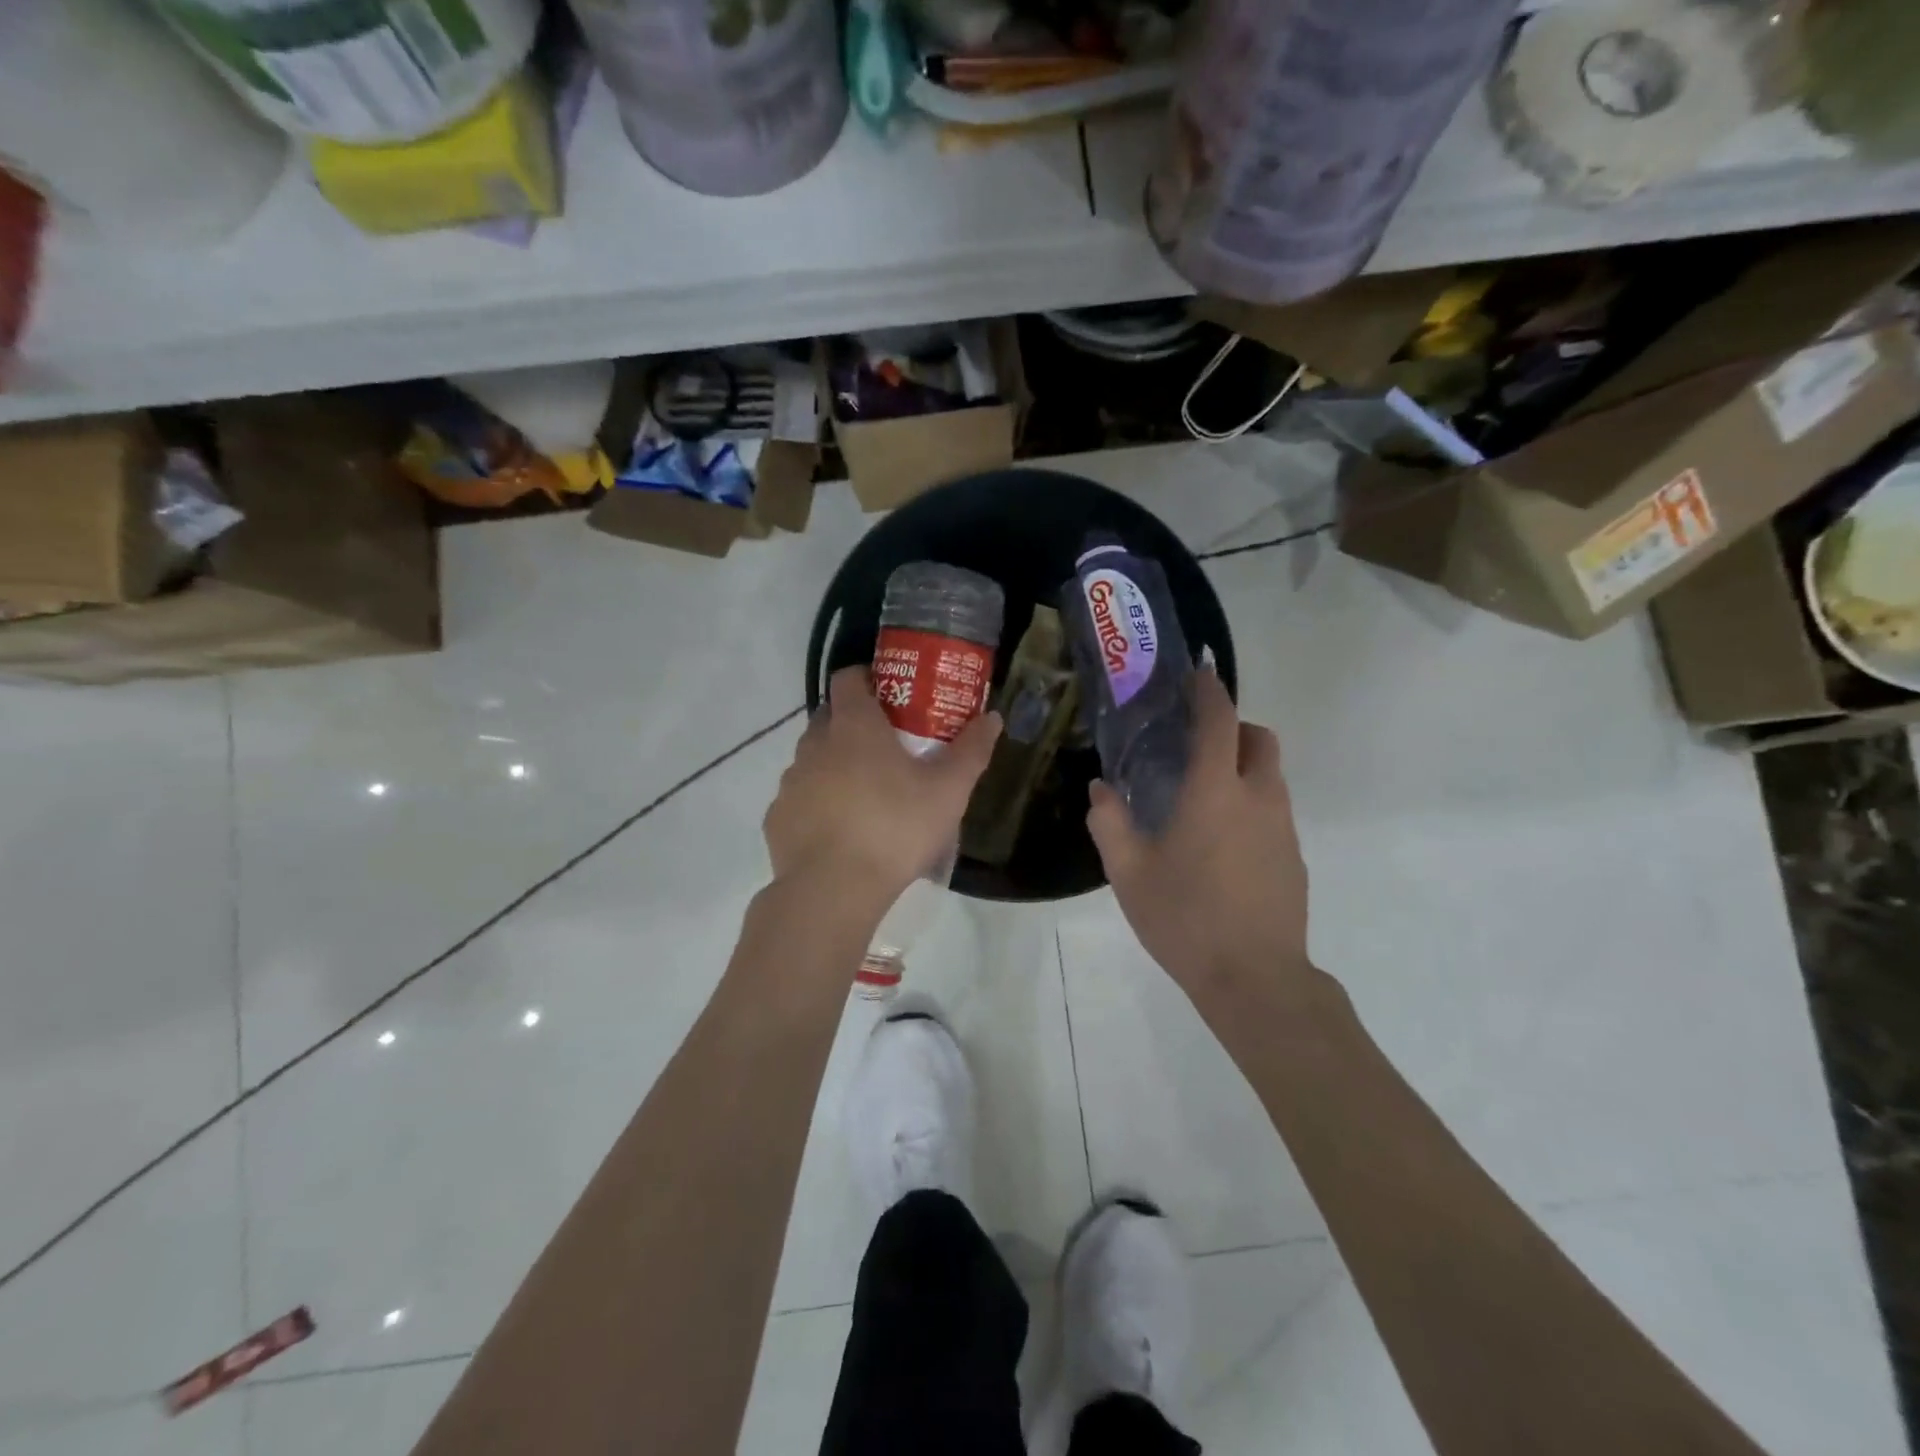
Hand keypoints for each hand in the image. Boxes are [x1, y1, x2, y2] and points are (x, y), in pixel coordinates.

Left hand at [765, 666, 1000, 911]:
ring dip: (834, 764)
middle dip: (853, 723)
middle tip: (886, 746)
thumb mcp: (948, 791)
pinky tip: (840, 830)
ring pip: (812, 758)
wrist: (833, 889)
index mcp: (854, 726)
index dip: (866, 679)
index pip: (848, 678)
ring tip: (865, 794)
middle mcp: (815, 744)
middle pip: (829, 717)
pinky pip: (800, 797)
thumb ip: (971, 751)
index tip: (889, 696)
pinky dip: (817, 803)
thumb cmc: (895, 827)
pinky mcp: (777, 817)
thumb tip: (993, 717)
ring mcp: (791, 781)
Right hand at [1087, 669, 1315, 1005]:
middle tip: (1198, 744)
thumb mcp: (1129, 873)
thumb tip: (1102, 790)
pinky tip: (1223, 843)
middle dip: (1234, 727)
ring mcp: (1283, 829)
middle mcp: (1258, 799)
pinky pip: (1275, 811)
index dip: (1209, 692)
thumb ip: (1110, 824)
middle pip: (1260, 740)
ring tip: (1204, 797)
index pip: (1219, 721)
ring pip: (1271, 776)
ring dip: (1243, 767)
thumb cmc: (1185, 919)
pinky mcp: (1294, 858)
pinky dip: (1252, 804)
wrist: (1255, 980)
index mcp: (1215, 793)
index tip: (1197, 676)